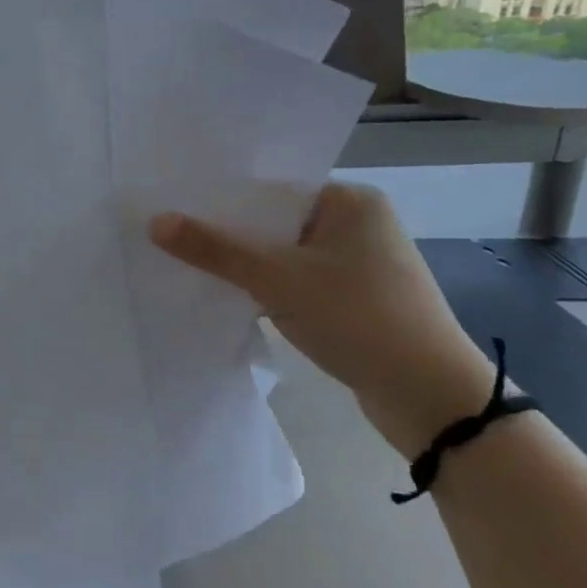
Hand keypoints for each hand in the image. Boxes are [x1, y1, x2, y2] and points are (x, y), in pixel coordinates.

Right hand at [150, 183, 494, 455]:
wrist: (432, 400)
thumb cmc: (358, 319)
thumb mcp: (277, 279)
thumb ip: (215, 249)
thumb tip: (154, 221)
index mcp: (349, 200)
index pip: (271, 187)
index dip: (222, 195)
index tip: (175, 202)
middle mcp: (357, 223)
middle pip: (274, 220)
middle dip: (228, 232)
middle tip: (172, 233)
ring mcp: (358, 264)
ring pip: (283, 253)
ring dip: (246, 263)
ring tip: (189, 263)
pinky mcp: (355, 299)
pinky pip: (297, 280)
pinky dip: (267, 287)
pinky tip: (229, 295)